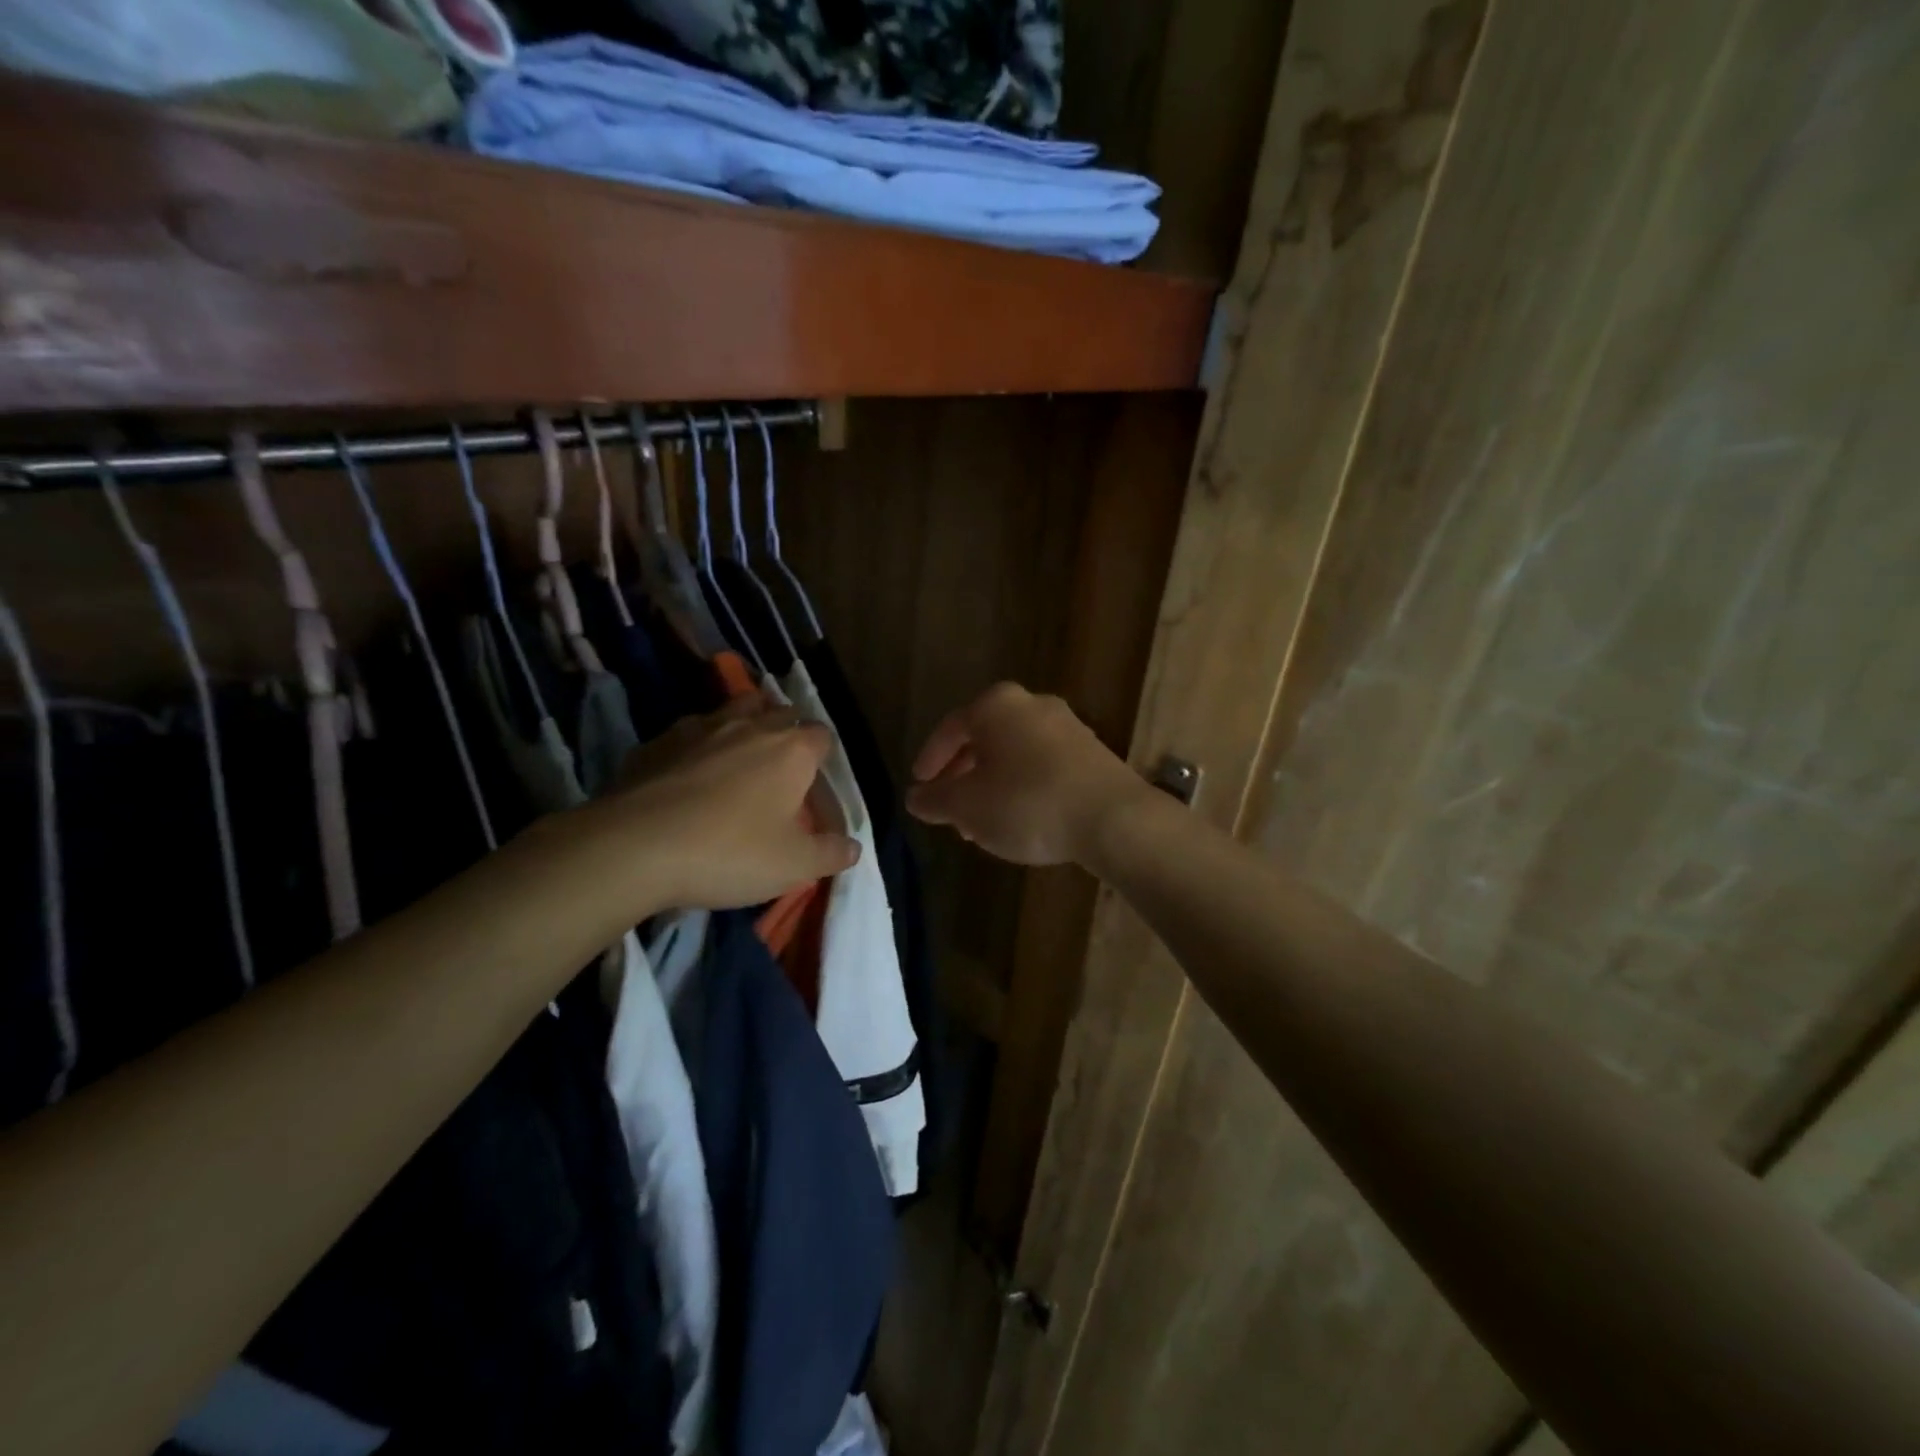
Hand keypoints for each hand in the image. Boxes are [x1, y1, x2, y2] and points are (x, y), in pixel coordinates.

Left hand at [579, 694, 858, 913]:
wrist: (635, 847)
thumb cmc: (730, 852)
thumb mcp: (794, 866)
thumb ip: (830, 854)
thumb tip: (852, 847)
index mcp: (791, 750)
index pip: (822, 736)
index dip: (823, 757)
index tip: (816, 784)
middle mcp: (750, 727)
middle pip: (780, 712)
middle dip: (787, 732)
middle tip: (781, 769)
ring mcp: (700, 729)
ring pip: (733, 710)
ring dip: (743, 725)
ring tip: (739, 756)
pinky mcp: (657, 742)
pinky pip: (689, 733)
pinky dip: (697, 746)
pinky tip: (687, 774)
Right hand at [906, 682, 1151, 866]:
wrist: (1113, 819)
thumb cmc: (1027, 804)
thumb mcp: (967, 807)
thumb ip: (935, 800)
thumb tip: (916, 798)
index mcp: (996, 705)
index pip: (950, 728)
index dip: (930, 759)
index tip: (920, 785)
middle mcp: (1033, 704)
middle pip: (984, 739)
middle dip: (962, 776)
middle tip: (949, 808)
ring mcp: (1068, 726)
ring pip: (1014, 754)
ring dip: (992, 786)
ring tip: (981, 824)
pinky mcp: (1093, 753)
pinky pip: (1043, 765)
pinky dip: (1022, 787)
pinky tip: (1020, 821)